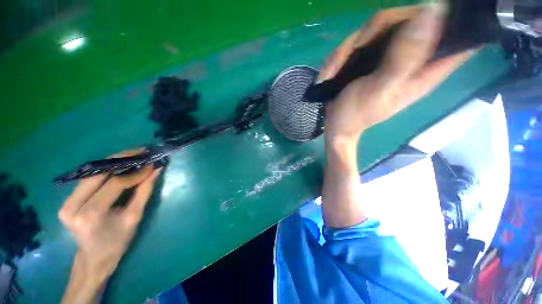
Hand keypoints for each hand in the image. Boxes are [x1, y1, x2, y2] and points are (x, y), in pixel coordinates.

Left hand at [59, 150, 161, 303]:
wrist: (94, 258)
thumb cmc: (117, 242)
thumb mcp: (134, 217)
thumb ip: (144, 192)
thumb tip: (156, 170)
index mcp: (90, 215)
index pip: (114, 184)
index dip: (135, 173)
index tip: (152, 164)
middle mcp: (72, 206)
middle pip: (98, 173)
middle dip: (122, 159)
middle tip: (142, 151)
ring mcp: (66, 202)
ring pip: (92, 173)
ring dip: (114, 162)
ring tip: (134, 156)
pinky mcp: (67, 200)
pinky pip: (88, 179)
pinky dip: (105, 170)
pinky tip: (119, 166)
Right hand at [318, 4, 475, 142]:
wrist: (336, 125)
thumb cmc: (355, 115)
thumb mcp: (379, 90)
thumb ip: (405, 57)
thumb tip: (433, 11)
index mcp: (426, 69)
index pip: (459, 37)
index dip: (457, 20)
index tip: (436, 11)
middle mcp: (412, 57)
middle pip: (411, 18)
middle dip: (377, 30)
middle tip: (356, 49)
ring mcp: (389, 55)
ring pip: (380, 25)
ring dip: (350, 46)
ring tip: (336, 71)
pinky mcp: (370, 57)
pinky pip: (360, 39)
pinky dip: (342, 54)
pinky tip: (333, 72)